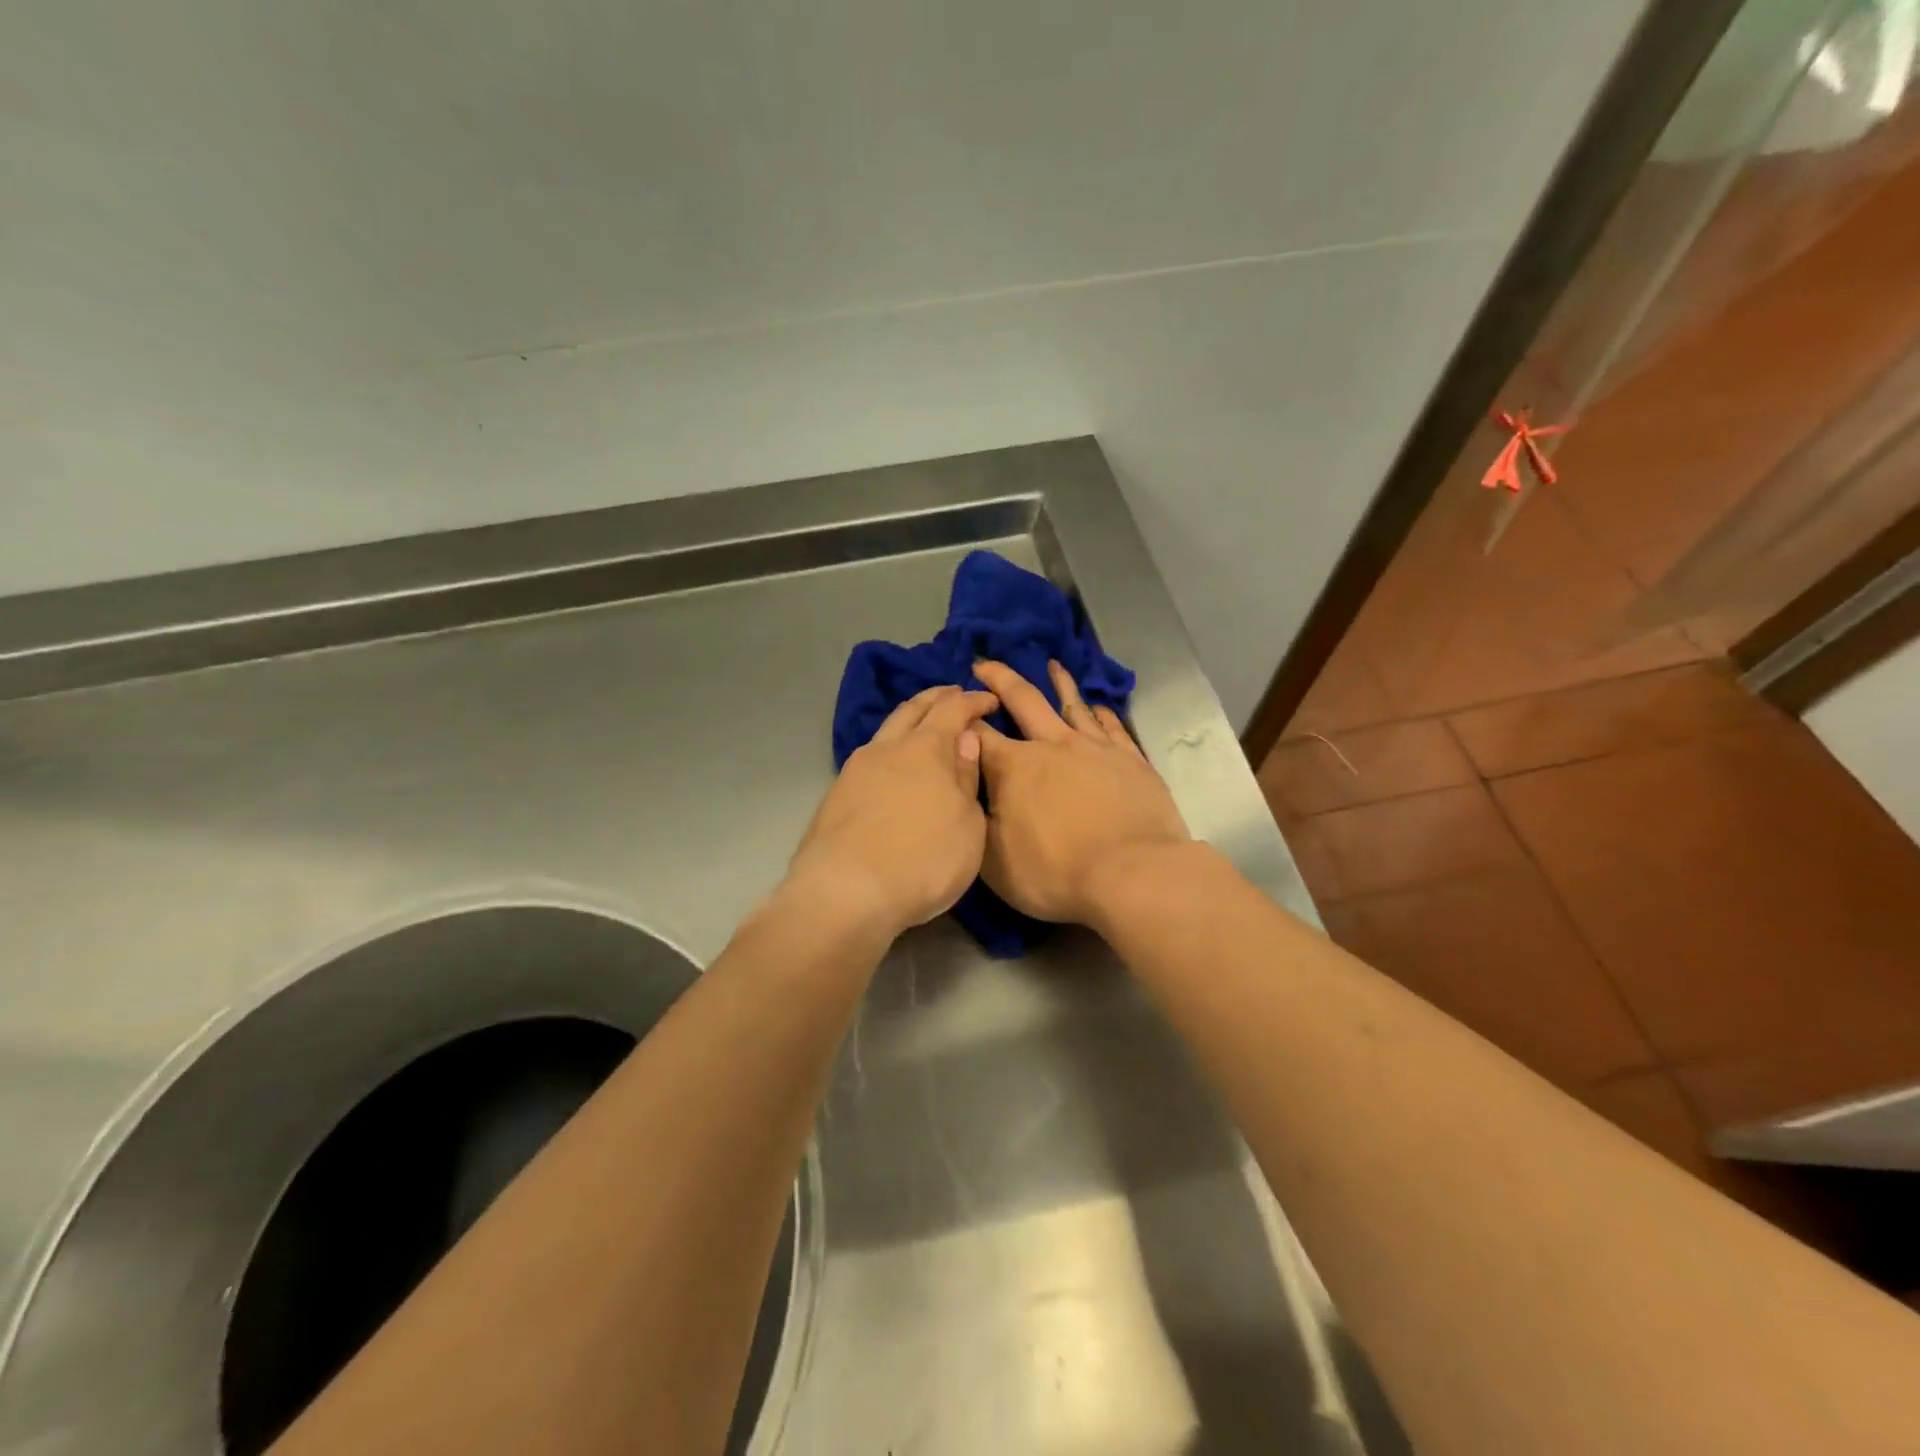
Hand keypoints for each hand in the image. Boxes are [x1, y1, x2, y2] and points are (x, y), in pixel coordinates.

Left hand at [789, 685, 998, 937]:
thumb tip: (965, 739)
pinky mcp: (836, 794)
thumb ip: (966, 779)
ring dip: (908, 719)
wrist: (844, 893)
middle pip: (913, 709)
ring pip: (886, 730)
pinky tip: (893, 764)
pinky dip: (889, 748)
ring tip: (922, 723)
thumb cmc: (923, 860)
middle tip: (953, 693)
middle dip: (936, 697)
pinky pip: (870, 757)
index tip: (989, 700)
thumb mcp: (967, 826)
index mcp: (926, 748)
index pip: (954, 709)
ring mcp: (856, 769)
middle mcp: (888, 748)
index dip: (974, 701)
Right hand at [973, 659, 1189, 925]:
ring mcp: (1096, 749)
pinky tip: (1098, 706)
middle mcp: (1053, 746)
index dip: (960, 718)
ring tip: (1052, 665)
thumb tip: (969, 791)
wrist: (1133, 875)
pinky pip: (1113, 727)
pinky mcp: (1132, 761)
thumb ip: (977, 820)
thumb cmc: (1056, 873)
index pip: (978, 734)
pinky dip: (1101, 713)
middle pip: (1023, 701)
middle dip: (1000, 680)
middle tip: (985, 663)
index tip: (951, 706)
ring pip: (1073, 705)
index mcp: (1014, 767)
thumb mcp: (994, 861)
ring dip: (1059, 683)